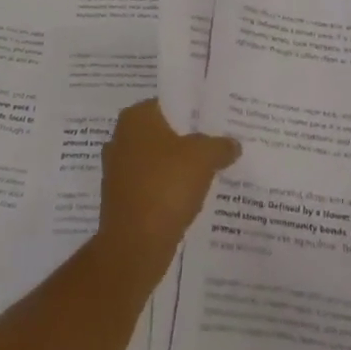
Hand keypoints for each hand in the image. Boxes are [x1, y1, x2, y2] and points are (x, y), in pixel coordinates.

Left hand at [96, 99, 239, 281]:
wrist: (134, 246)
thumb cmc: (166, 187)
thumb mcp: (203, 158)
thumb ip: (220, 145)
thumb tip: (232, 144)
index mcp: (135, 118)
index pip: (170, 103)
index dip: (195, 111)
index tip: (218, 120)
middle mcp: (121, 138)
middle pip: (164, 132)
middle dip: (188, 139)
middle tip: (219, 144)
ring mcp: (118, 170)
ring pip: (158, 160)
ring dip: (179, 167)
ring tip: (211, 171)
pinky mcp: (122, 199)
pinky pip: (152, 185)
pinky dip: (169, 189)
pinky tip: (192, 197)